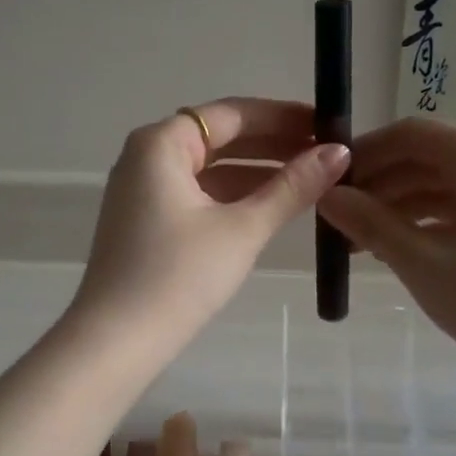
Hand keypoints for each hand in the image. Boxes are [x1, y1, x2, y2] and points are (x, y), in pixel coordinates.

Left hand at [71, 98, 350, 350]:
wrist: (116, 342)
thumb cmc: (179, 276)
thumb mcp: (243, 229)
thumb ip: (292, 188)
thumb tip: (339, 153)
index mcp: (161, 143)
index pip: (232, 114)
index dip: (283, 117)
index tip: (327, 124)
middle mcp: (146, 156)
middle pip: (220, 138)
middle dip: (273, 144)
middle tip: (326, 152)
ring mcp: (143, 191)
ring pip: (210, 168)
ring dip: (257, 172)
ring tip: (310, 179)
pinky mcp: (146, 222)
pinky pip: (198, 194)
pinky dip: (233, 196)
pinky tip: (271, 206)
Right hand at [317, 118, 455, 386]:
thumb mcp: (423, 262)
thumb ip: (370, 223)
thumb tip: (327, 195)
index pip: (408, 134)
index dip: (362, 153)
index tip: (325, 182)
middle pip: (424, 157)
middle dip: (377, 184)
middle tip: (336, 219)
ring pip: (441, 184)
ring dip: (398, 206)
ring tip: (359, 242)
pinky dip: (426, 221)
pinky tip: (399, 248)